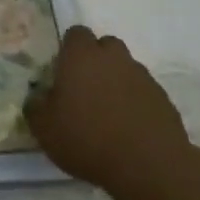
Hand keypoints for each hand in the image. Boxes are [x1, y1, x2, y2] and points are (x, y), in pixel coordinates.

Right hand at [26, 25, 191, 193]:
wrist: (148, 166)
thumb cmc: (87, 139)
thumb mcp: (44, 128)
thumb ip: (35, 106)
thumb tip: (37, 97)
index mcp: (81, 56)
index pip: (75, 34)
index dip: (68, 49)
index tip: (63, 72)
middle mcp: (113, 58)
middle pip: (105, 46)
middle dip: (96, 61)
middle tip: (85, 89)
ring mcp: (142, 77)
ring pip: (126, 69)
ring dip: (117, 82)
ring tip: (108, 113)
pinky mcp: (164, 99)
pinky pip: (144, 92)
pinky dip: (136, 103)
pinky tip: (129, 128)